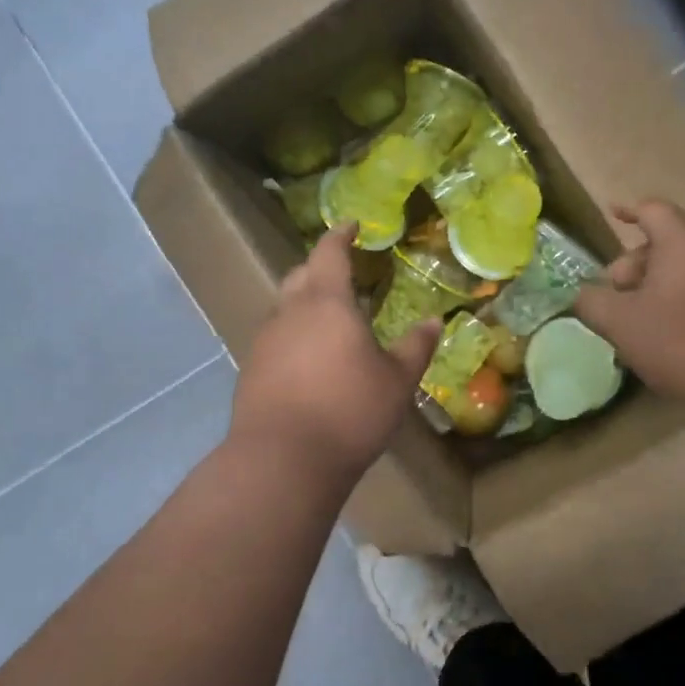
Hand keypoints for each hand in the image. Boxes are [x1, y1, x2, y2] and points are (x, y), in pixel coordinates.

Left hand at [229, 224, 441, 479]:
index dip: (340, 235)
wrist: (283, 459)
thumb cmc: (349, 411)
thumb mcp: (396, 381)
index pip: (330, 253)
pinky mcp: (251, 370)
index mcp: (327, 302)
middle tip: (342, 273)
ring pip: (284, 307)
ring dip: (305, 303)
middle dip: (319, 267)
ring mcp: (265, 341)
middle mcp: (290, 312)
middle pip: (300, 275)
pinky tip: (308, 360)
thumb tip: (433, 322)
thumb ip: (415, 348)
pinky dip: (293, 335)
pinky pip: (275, 338)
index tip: (351, 225)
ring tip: (329, 320)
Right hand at [575, 200, 684, 412]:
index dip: (627, 211)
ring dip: (659, 284)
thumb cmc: (680, 342)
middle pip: (669, 241)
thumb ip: (591, 302)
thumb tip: (582, 294)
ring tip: (640, 320)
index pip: (652, 210)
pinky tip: (672, 334)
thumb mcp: (620, 323)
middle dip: (636, 264)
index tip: (612, 215)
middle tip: (616, 296)